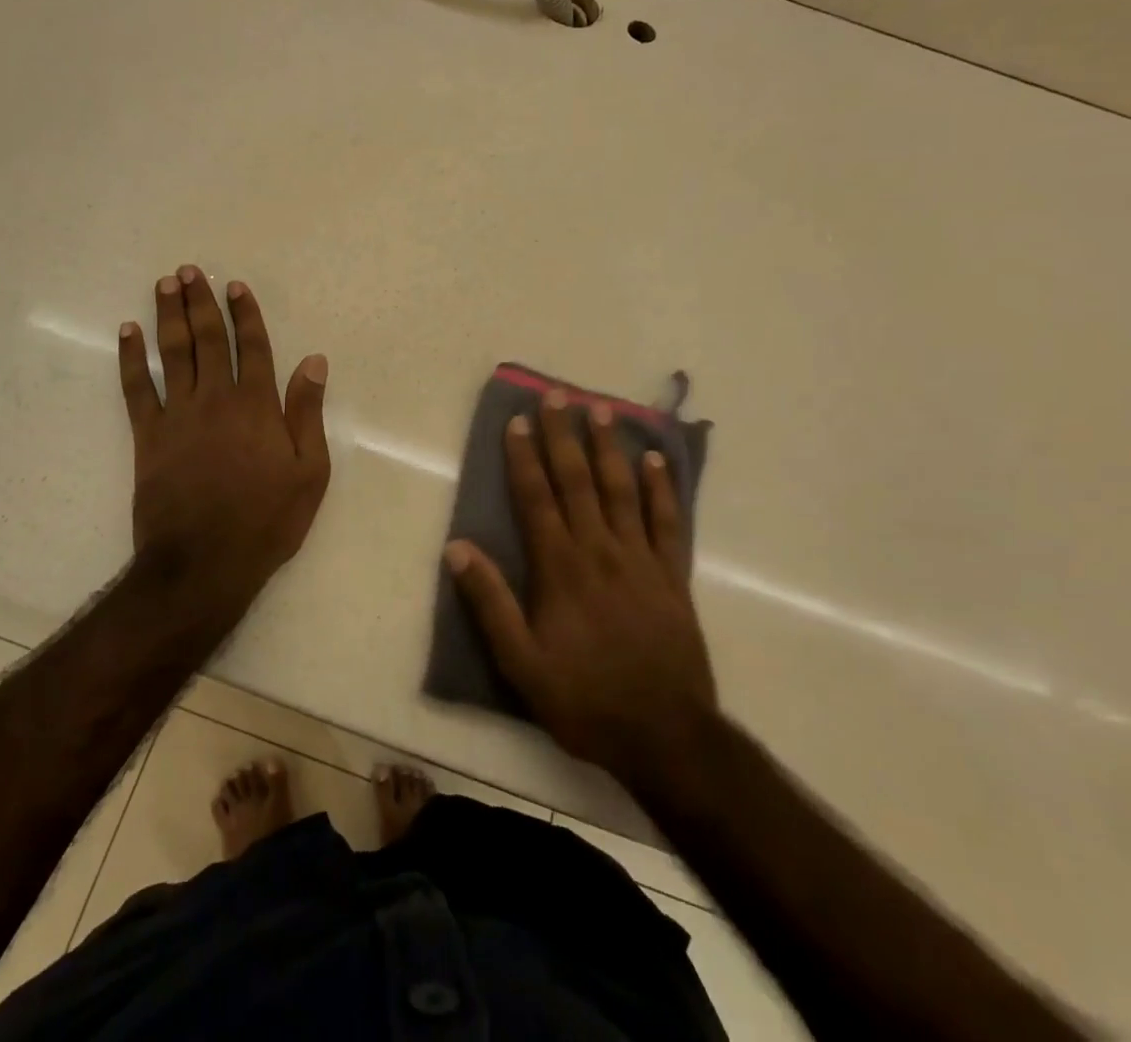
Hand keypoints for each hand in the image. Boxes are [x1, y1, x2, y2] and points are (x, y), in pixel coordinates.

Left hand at [118, 266, 330, 605]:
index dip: (245, 314)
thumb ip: (308, 413)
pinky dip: (131, 358)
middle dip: (200, 302)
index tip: (235, 286)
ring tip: (164, 285)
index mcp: (257, 406)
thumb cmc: (266, 521)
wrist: (203, 563)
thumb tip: (314, 362)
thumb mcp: (309, 473)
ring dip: (168, 316)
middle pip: (208, 339)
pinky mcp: (147, 436)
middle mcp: (216, 399)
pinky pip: (136, 388)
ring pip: (173, 353)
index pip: (253, 347)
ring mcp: (178, 415)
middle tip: (189, 271)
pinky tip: (127, 333)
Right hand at [446, 389, 717, 784]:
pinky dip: (662, 489)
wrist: (666, 736)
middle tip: (558, 395)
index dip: (524, 457)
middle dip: (564, 436)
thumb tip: (457, 548)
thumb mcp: (522, 664)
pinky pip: (669, 522)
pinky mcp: (673, 576)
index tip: (517, 421)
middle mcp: (600, 551)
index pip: (537, 498)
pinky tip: (656, 460)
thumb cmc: (585, 699)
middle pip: (578, 481)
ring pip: (622, 490)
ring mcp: (641, 560)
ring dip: (610, 448)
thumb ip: (490, 604)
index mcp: (561, 568)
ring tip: (602, 410)